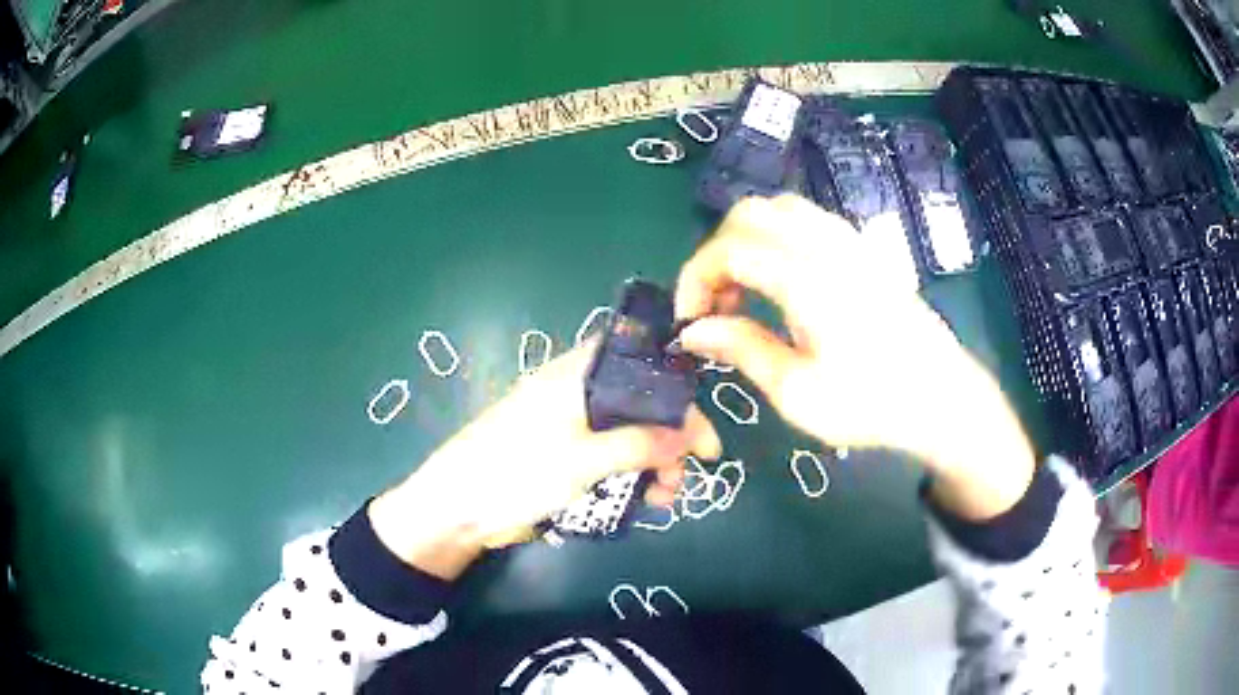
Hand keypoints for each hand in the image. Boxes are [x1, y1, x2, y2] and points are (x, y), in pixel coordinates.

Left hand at [368, 342, 721, 578]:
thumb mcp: (583, 458)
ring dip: (656, 461)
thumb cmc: (517, 471)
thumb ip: (640, 445)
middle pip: (641, 401)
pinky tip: (646, 499)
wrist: (459, 508)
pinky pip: (613, 457)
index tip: (701, 427)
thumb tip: (691, 437)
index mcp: (578, 373)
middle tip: (691, 470)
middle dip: (670, 434)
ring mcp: (573, 425)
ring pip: (630, 433)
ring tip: (666, 497)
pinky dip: (634, 474)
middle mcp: (579, 391)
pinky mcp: (567, 455)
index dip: (676, 388)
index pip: (641, 361)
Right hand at [675, 195, 1033, 519]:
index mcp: (809, 281)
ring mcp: (850, 242)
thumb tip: (693, 331)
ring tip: (745, 292)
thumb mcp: (798, 393)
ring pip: (780, 209)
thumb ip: (742, 350)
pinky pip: (808, 219)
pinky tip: (782, 280)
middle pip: (750, 213)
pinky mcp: (864, 249)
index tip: (689, 321)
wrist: (941, 398)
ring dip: (747, 240)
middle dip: (717, 252)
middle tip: (715, 304)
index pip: (730, 248)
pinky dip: (777, 237)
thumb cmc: (871, 404)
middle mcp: (828, 246)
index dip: (695, 277)